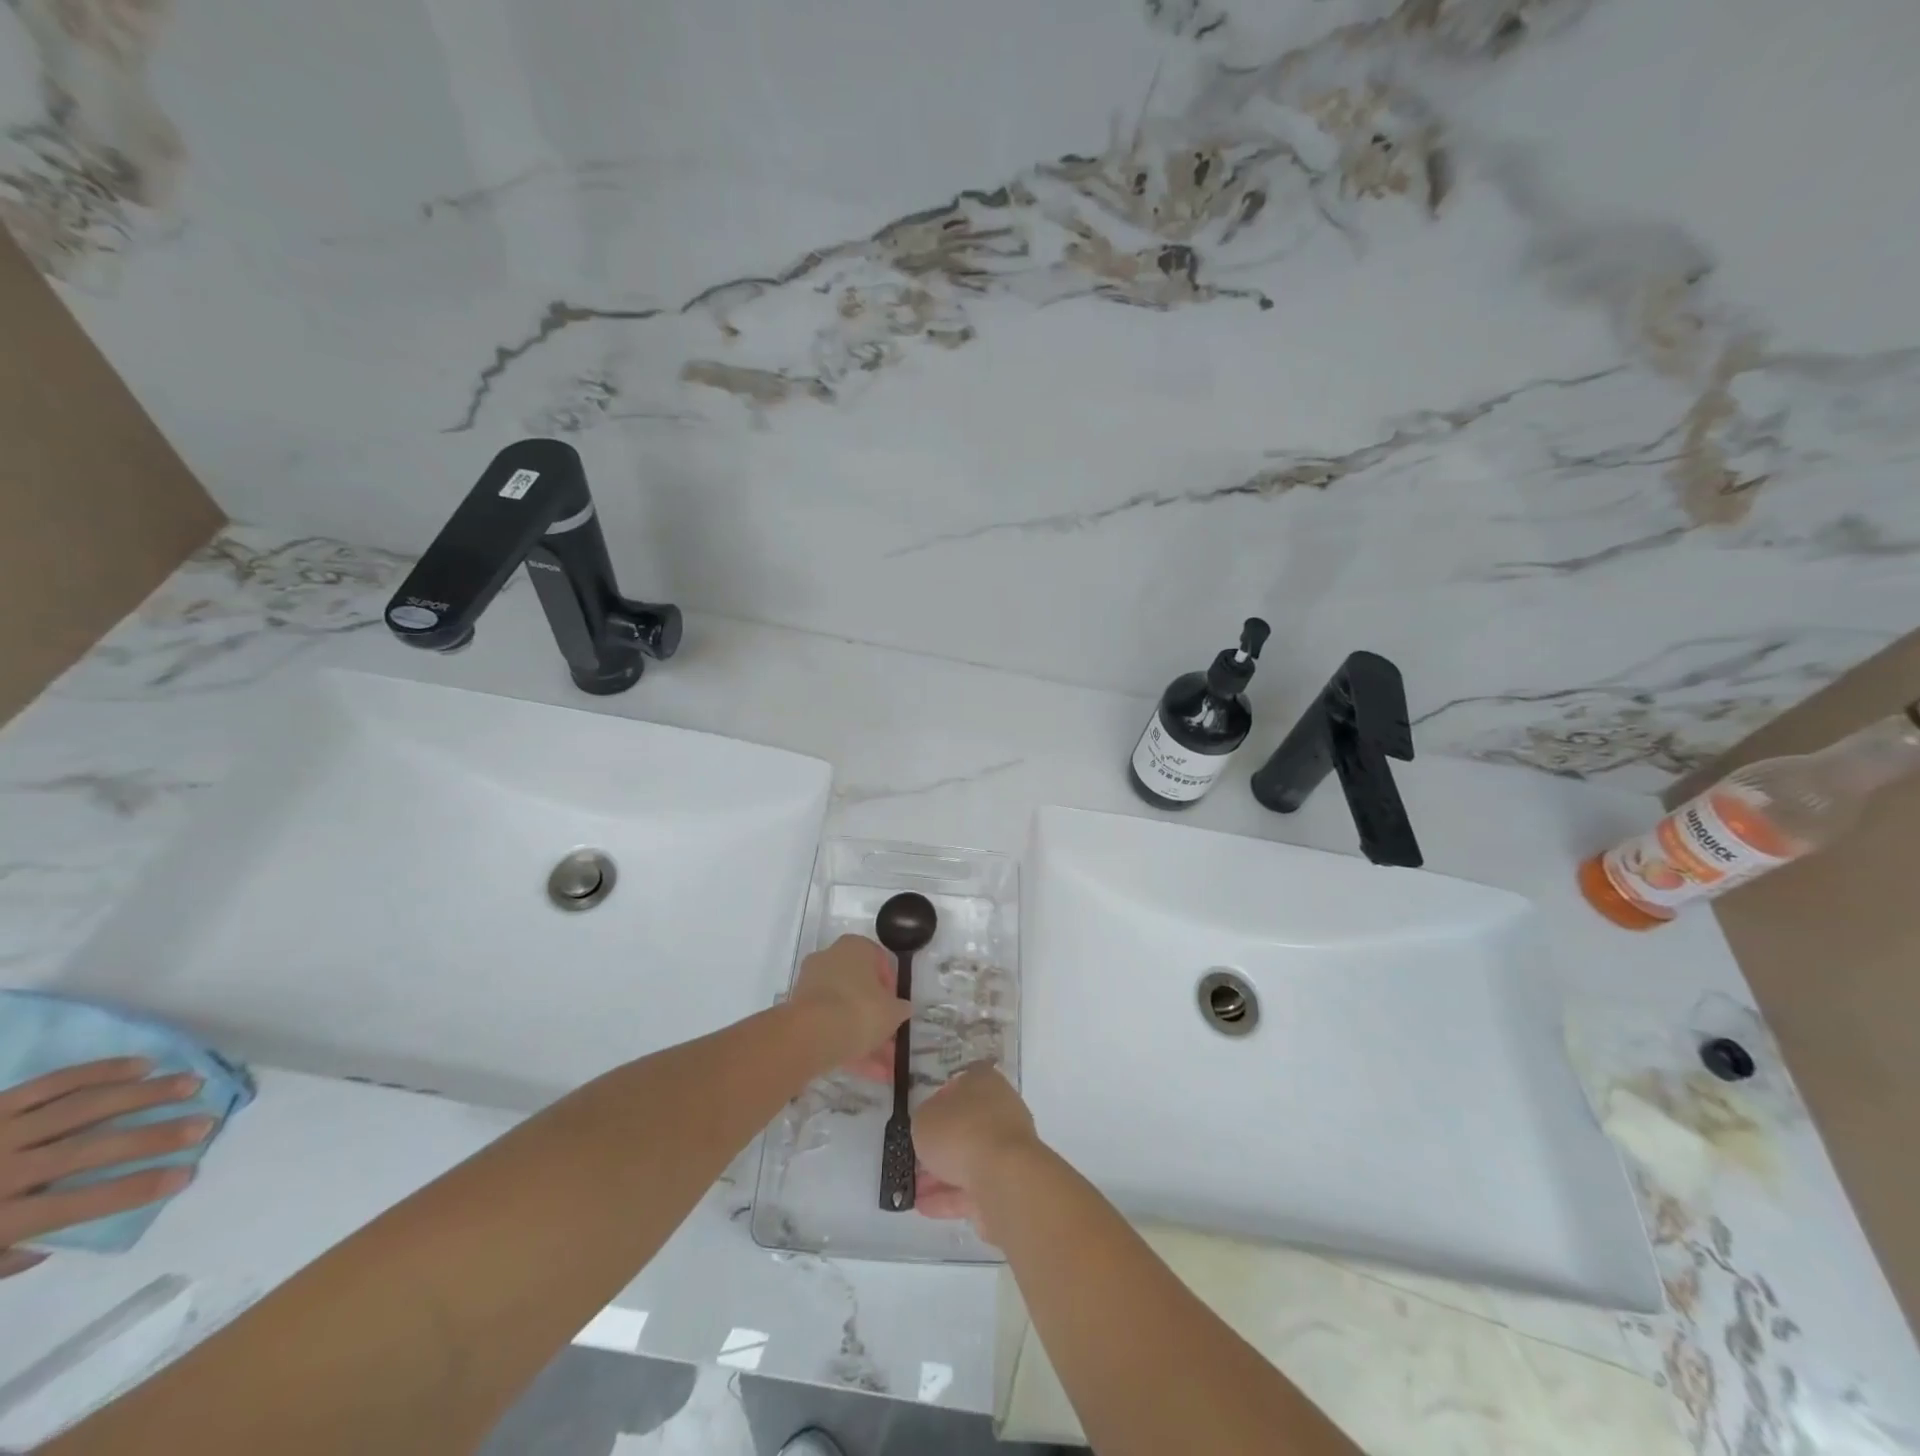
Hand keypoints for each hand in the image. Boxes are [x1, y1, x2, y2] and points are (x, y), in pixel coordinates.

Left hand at [1, 1058, 212, 1276]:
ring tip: (190, 1083)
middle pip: (92, 1150)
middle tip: (206, 1122)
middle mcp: (2, 1172)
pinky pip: (53, 1082)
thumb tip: (54, 1242)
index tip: (187, 1174)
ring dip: (145, 1094)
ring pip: (85, 1107)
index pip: (79, 1205)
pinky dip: (101, 1071)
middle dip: (155, 1136)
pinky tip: (141, 1065)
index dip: (136, 1189)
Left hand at [787, 935, 910, 1072]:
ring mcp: (811, 985)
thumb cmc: (860, 1009)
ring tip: (883, 1069)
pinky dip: (846, 1045)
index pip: (878, 960)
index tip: (897, 1008)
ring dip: (864, 1038)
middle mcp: (830, 959)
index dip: (891, 986)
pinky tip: (866, 1072)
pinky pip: (829, 1026)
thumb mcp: (893, 1011)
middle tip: (891, 1041)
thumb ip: (900, 1008)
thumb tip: (901, 1008)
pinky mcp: (799, 1012)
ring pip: (844, 1011)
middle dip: (876, 1018)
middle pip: (859, 988)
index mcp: (854, 947)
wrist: (812, 1034)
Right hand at [911, 1064, 1039, 1231]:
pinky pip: (974, 1187)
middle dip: (940, 1144)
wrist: (1003, 1178)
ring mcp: (1007, 1147)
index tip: (923, 1118)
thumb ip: (924, 1119)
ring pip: (969, 1158)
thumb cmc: (960, 1132)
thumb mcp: (924, 1118)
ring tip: (914, 1189)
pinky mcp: (1009, 1182)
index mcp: (984, 1081)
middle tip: (915, 1159)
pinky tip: (925, 1207)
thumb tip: (930, 1126)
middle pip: (966, 1124)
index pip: (961, 1082)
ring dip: (942, 1174)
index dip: (940, 1099)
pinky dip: (951, 1197)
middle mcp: (1000, 1109)